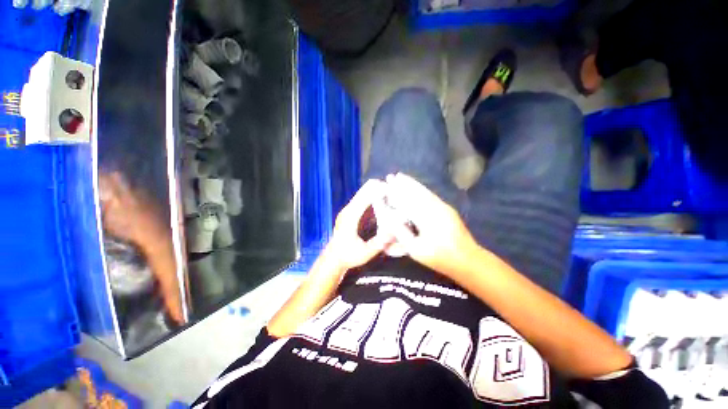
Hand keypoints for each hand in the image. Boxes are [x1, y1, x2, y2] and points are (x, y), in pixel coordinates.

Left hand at [325, 179, 394, 270]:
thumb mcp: (364, 253)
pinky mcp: (349, 213)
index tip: (389, 187)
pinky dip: (371, 196)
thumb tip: (393, 232)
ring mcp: (347, 211)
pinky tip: (381, 198)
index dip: (376, 191)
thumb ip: (378, 243)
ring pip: (361, 194)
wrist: (333, 258)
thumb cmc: (348, 256)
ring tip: (389, 191)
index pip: (364, 198)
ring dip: (374, 190)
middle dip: (377, 187)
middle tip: (392, 188)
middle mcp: (347, 211)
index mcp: (350, 218)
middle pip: (362, 192)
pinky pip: (361, 199)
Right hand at [384, 173, 480, 275]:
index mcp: (426, 218)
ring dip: (411, 183)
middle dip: (402, 183)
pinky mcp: (447, 208)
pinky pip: (430, 194)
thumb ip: (401, 233)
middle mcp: (435, 208)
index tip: (386, 185)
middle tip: (391, 176)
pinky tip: (416, 186)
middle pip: (415, 192)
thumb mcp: (416, 249)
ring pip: (424, 191)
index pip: (407, 201)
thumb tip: (389, 220)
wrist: (467, 259)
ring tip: (401, 176)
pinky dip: (421, 188)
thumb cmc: (439, 257)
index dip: (395, 193)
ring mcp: (443, 206)